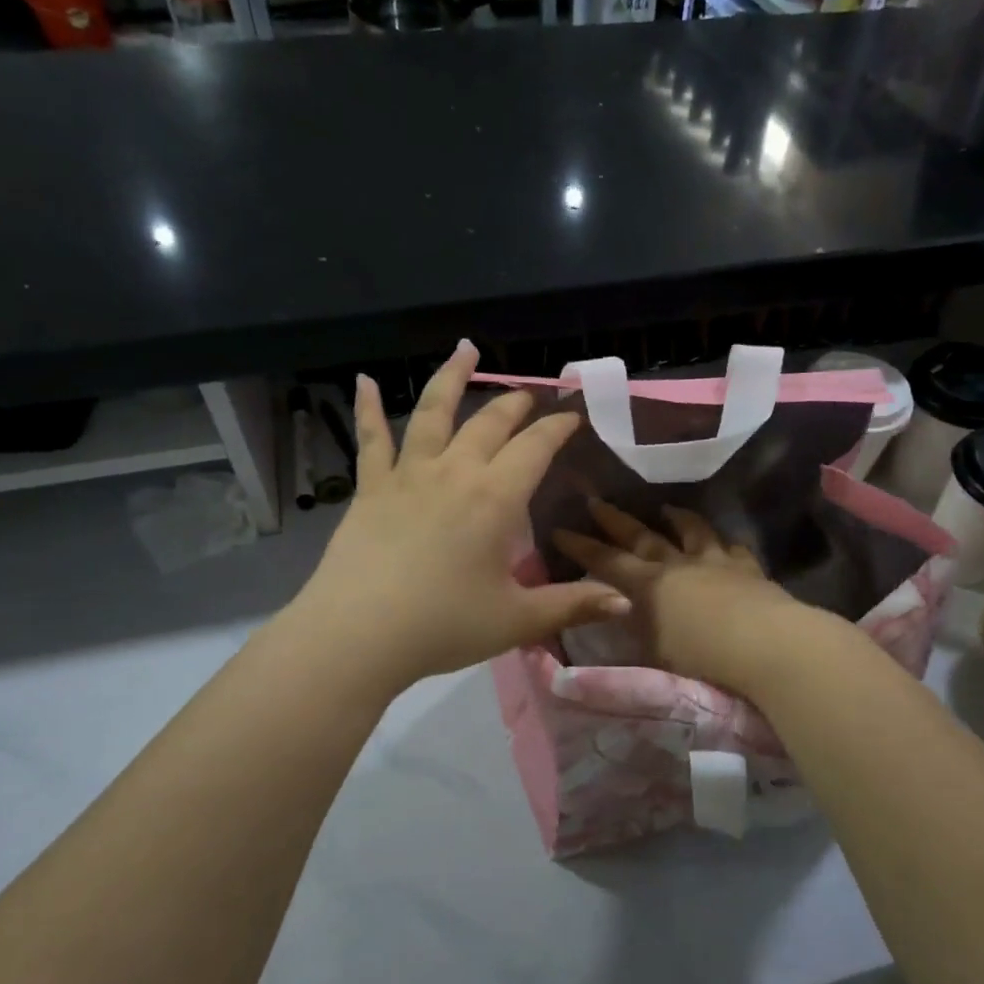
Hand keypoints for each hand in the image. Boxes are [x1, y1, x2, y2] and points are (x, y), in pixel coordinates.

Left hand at [293, 340, 630, 691]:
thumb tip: (625, 602)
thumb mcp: (516, 620)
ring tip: (465, 349)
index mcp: (495, 498)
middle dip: (515, 404)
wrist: (358, 634)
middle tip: (529, 395)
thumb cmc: (443, 626)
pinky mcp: (370, 488)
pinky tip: (364, 381)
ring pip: (433, 413)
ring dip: (451, 378)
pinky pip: (371, 440)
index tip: (573, 415)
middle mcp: (454, 472)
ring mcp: (408, 475)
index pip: (535, 447)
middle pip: (490, 423)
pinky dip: (368, 408)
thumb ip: (572, 605)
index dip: (558, 427)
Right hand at [554, 501, 808, 697]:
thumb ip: (633, 628)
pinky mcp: (747, 569)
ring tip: (665, 508)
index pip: (605, 561)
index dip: (581, 546)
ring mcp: (715, 562)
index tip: (559, 528)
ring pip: (691, 531)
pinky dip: (725, 542)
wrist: (764, 644)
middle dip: (615, 520)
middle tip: (596, 501)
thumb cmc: (700, 657)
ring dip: (676, 519)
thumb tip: (615, 611)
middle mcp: (677, 565)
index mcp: (648, 585)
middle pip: (641, 536)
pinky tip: (725, 541)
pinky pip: (733, 548)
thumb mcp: (653, 650)